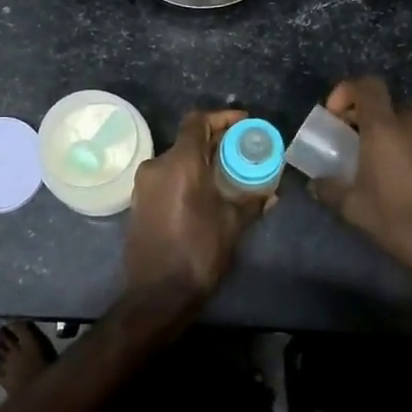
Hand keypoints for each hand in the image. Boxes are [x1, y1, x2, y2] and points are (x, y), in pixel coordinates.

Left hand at [125, 109, 270, 295]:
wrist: (156, 294)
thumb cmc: (198, 252)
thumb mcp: (232, 224)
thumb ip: (252, 201)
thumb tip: (272, 192)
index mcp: (180, 163)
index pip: (197, 121)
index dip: (221, 117)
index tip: (242, 123)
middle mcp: (157, 165)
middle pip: (187, 139)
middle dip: (215, 140)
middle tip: (241, 148)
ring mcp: (143, 184)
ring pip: (176, 159)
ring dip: (200, 160)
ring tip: (227, 172)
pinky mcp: (138, 202)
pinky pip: (166, 177)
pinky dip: (186, 176)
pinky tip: (205, 192)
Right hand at [311, 77, 411, 287]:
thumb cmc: (404, 224)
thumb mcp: (356, 211)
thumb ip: (330, 189)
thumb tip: (316, 183)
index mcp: (387, 128)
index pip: (367, 85)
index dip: (346, 91)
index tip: (335, 116)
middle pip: (388, 104)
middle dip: (368, 117)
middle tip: (354, 144)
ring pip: (410, 122)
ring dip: (392, 134)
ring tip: (382, 166)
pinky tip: (409, 181)